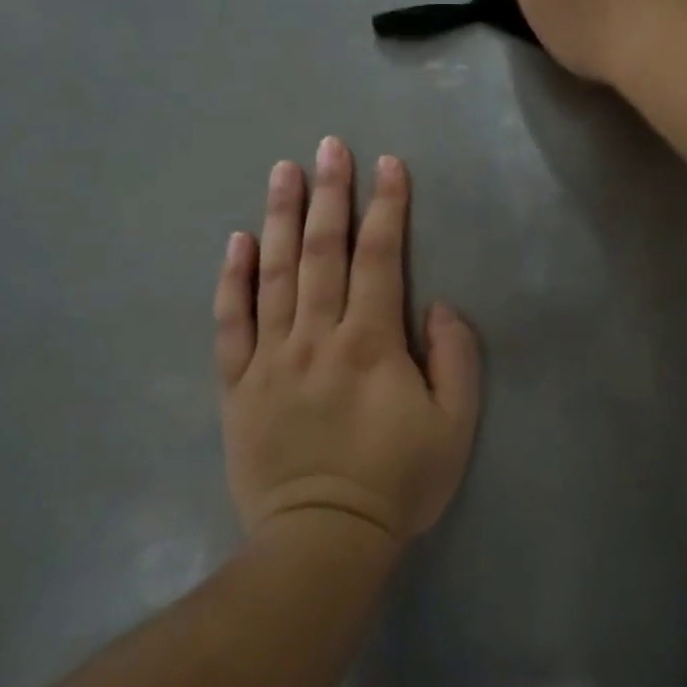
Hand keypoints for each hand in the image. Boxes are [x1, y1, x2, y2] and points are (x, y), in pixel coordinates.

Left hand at [214, 138, 480, 547]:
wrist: (322, 540)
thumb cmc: (396, 483)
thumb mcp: (454, 428)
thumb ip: (455, 360)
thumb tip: (437, 307)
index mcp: (371, 343)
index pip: (379, 258)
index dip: (386, 208)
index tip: (387, 165)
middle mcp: (317, 336)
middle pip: (323, 252)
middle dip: (330, 194)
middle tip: (328, 146)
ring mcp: (271, 357)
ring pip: (274, 274)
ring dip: (281, 218)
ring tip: (283, 171)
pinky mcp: (238, 384)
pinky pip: (231, 323)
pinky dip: (233, 280)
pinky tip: (237, 242)